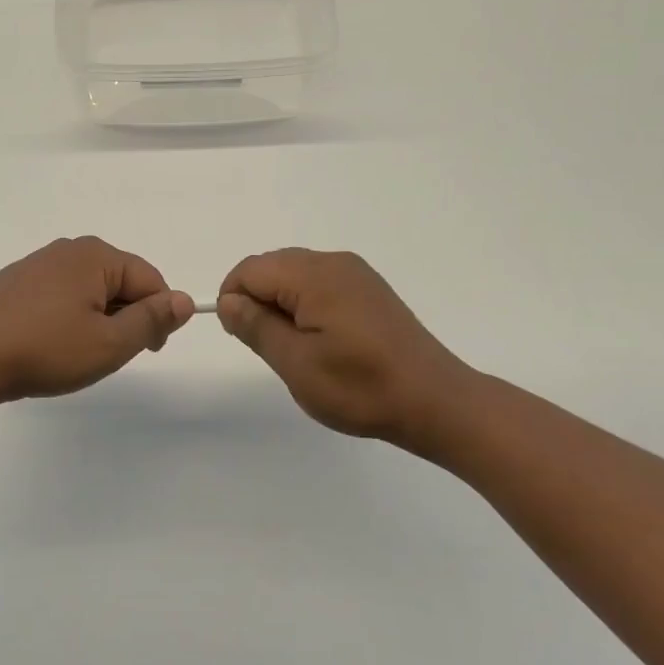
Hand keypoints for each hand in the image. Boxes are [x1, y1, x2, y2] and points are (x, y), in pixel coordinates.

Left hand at [0, 237, 194, 406]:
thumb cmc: (47, 351)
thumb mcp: (110, 343)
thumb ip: (152, 320)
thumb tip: (184, 301)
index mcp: (95, 255)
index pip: (149, 279)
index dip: (159, 315)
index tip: (151, 349)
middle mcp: (66, 249)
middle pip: (118, 280)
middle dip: (125, 316)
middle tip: (110, 354)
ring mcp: (36, 263)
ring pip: (87, 289)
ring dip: (96, 318)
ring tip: (78, 352)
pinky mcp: (13, 282)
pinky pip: (58, 294)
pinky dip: (67, 315)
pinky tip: (50, 343)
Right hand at [217, 248, 479, 453]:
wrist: (435, 402)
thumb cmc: (360, 387)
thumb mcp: (296, 363)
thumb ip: (256, 326)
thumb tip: (228, 301)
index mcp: (314, 275)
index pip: (251, 269)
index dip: (233, 298)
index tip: (241, 336)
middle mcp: (334, 262)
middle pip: (272, 266)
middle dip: (257, 300)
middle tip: (269, 347)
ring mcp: (356, 274)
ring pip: (295, 274)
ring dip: (282, 304)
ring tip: (296, 348)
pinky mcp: (369, 290)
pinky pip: (320, 283)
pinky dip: (306, 305)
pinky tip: (322, 341)